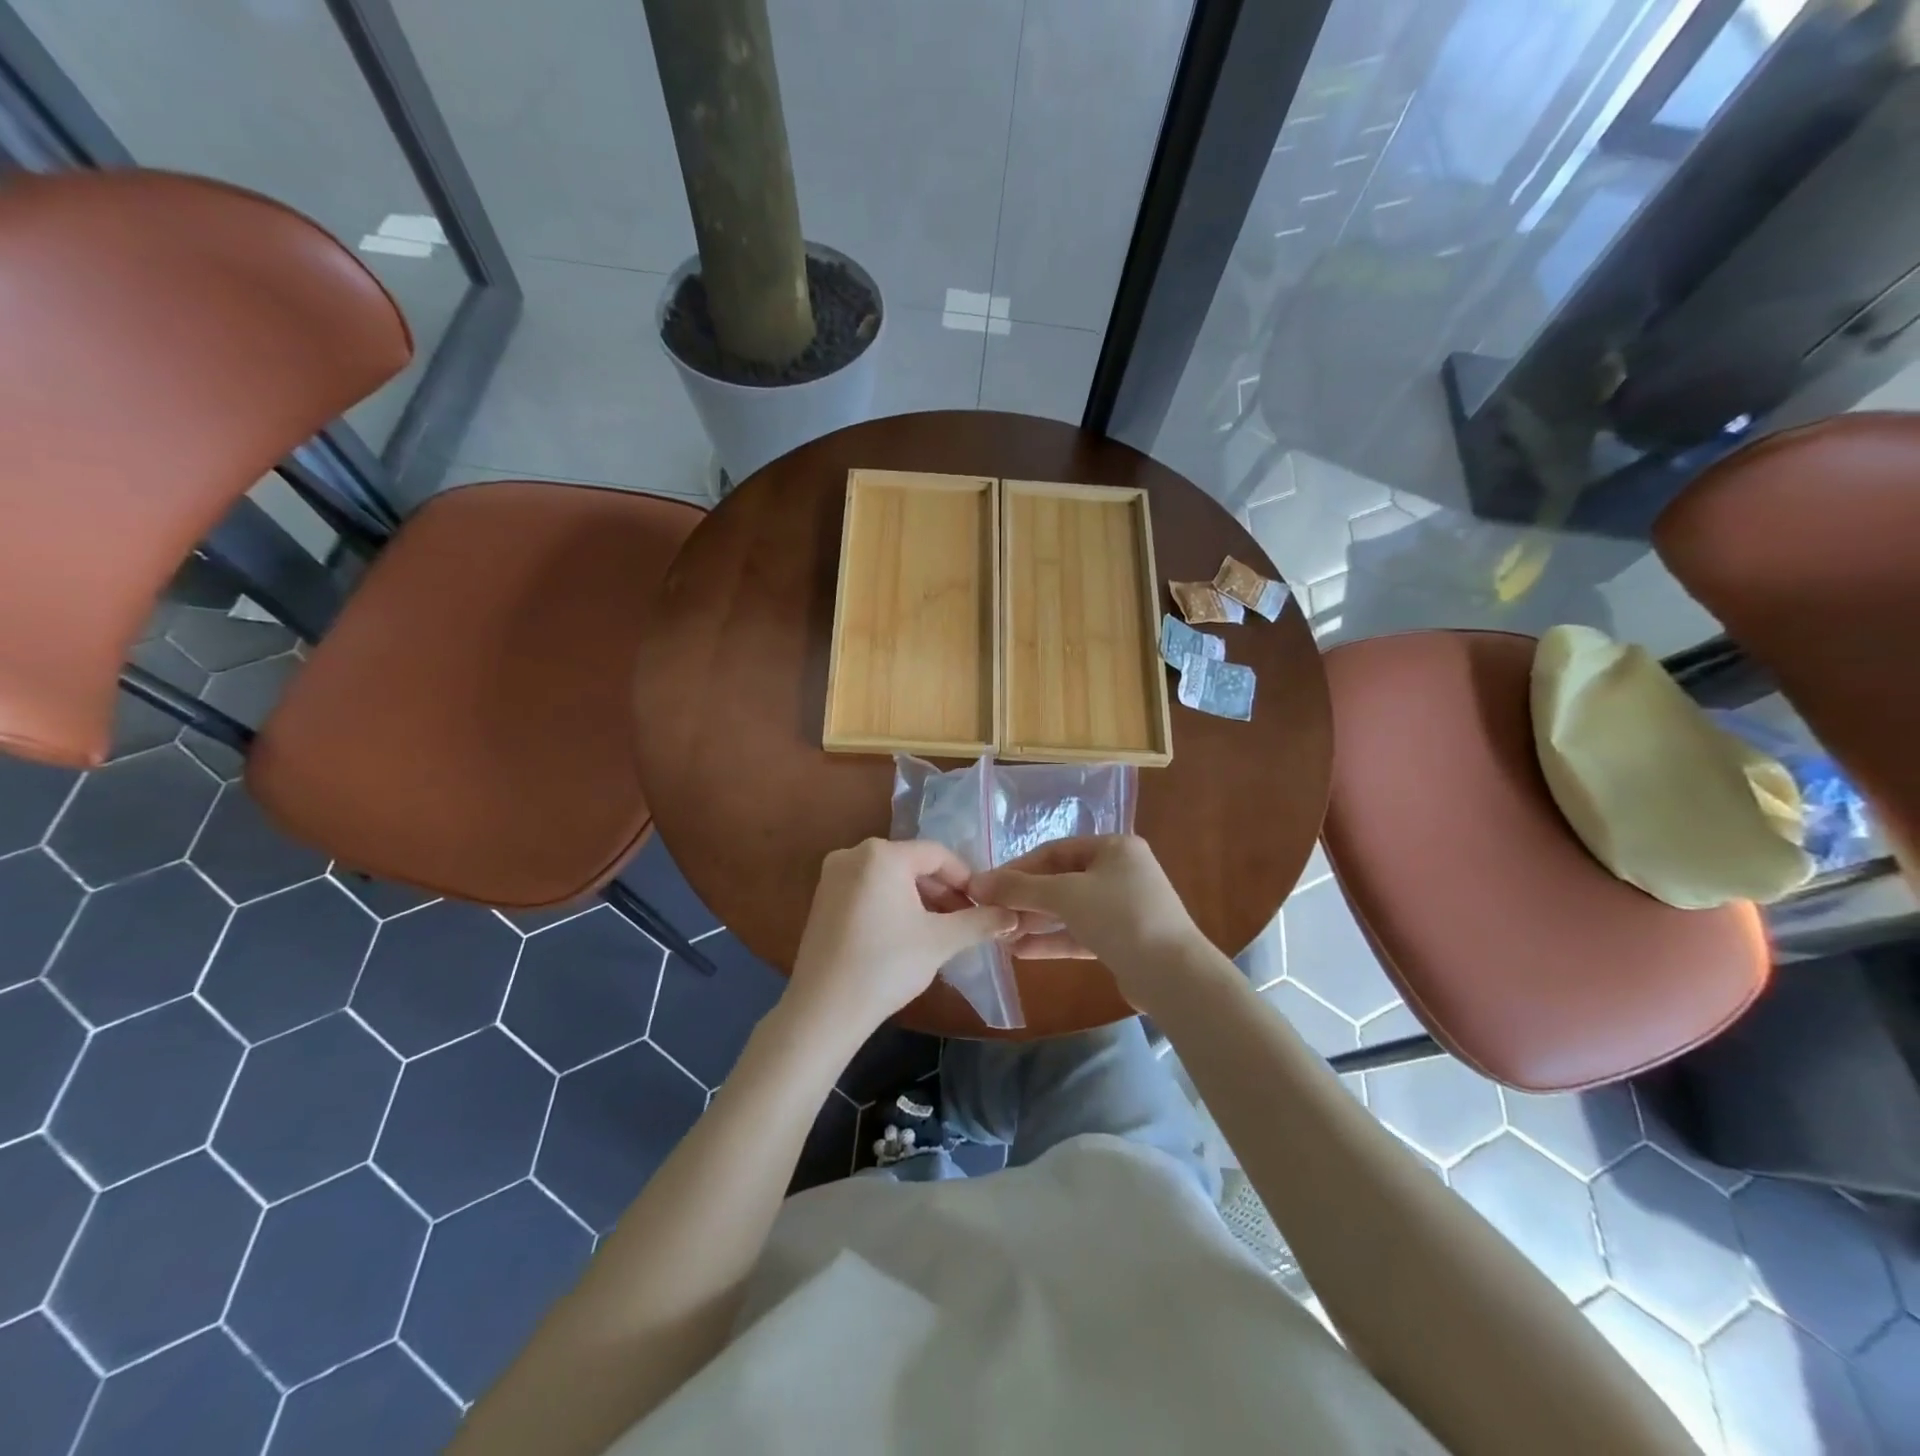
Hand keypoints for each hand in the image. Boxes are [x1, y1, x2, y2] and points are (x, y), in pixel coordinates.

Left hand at [786, 839, 1016, 1033]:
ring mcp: (833, 876)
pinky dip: (893, 904)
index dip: (965, 878)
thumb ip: (979, 922)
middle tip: (966, 920)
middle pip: (912, 864)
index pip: (937, 854)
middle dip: (943, 891)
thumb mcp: (941, 941)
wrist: (824, 1010)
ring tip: (941, 930)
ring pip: (890, 878)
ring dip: (920, 899)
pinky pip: (869, 890)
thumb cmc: (886, 965)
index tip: (984, 904)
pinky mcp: (823, 899)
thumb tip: (1011, 915)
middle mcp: (854, 854)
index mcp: (882, 854)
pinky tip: (907, 933)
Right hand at [969, 836, 1207, 1012]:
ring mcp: (1123, 908)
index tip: (986, 886)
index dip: (1018, 867)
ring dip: (1035, 921)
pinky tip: (1020, 951)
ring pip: (1069, 910)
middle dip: (1025, 898)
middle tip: (990, 913)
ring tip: (999, 934)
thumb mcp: (1066, 895)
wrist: (1174, 975)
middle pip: (1061, 880)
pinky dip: (1052, 940)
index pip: (1055, 851)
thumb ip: (1020, 888)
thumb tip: (976, 883)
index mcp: (1114, 848)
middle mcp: (1120, 873)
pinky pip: (1079, 934)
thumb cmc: (1120, 917)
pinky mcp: (1122, 941)